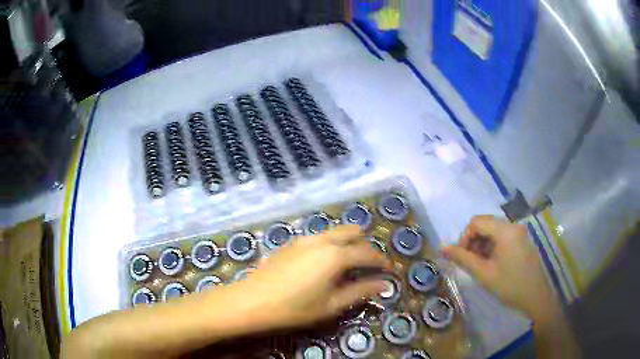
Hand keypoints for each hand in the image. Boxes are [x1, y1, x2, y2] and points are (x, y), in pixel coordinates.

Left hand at [225, 225, 390, 329]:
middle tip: (370, 264)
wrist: (251, 301)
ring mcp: (304, 239)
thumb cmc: (294, 308)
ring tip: (351, 262)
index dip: (382, 261)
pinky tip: (325, 261)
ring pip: (334, 232)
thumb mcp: (331, 305)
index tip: (390, 270)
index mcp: (335, 255)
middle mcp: (322, 240)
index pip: (367, 253)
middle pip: (352, 233)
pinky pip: (319, 236)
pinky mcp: (291, 243)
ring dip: (348, 242)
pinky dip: (331, 243)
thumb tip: (384, 284)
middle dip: (365, 246)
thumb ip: (360, 292)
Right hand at [443, 215, 554, 318]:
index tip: (462, 257)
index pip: (477, 221)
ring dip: (483, 244)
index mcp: (505, 230)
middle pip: (486, 224)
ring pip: (494, 230)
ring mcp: (520, 232)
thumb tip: (442, 247)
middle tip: (471, 262)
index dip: (464, 237)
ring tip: (481, 265)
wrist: (535, 297)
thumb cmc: (509, 285)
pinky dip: (493, 246)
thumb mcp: (483, 273)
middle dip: (474, 241)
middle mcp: (513, 225)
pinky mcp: (523, 240)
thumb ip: (462, 258)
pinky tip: (493, 263)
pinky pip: (503, 236)